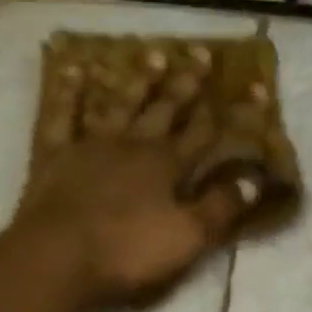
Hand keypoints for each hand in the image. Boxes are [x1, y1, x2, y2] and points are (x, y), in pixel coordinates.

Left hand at [14, 45, 259, 306]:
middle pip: (165, 109)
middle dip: (187, 84)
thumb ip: (221, 207)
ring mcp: (91, 145)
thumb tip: (255, 179)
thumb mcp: (187, 237)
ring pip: (120, 104)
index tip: (256, 88)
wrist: (59, 258)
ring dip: (138, 80)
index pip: (207, 133)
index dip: (233, 113)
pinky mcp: (54, 155)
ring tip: (154, 55)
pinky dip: (68, 92)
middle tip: (202, 54)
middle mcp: (132, 145)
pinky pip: (62, 115)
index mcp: (167, 165)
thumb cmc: (128, 252)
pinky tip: (73, 70)